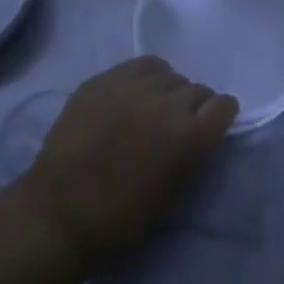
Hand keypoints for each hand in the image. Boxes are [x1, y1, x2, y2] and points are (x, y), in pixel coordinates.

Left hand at [21, 56, 237, 266]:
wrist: (59, 213)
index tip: (209, 127)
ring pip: (170, 75)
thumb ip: (195, 157)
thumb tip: (201, 136)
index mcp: (190, 137)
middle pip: (198, 89)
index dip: (218, 117)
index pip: (224, 105)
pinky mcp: (105, 79)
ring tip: (151, 109)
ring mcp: (135, 87)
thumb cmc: (121, 218)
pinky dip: (146, 77)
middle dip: (193, 107)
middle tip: (175, 126)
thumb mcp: (174, 195)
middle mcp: (169, 103)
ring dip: (168, 92)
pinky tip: (134, 94)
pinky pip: (141, 65)